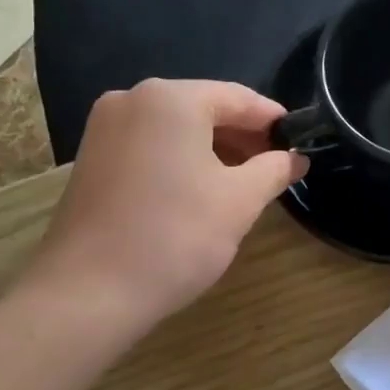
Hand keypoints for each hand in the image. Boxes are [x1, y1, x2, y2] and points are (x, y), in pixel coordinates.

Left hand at [33, 79, 306, 325]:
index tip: (299, 144)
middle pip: (203, 108)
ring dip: (213, 150)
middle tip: (275, 169)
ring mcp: (105, 129)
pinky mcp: (91, 158)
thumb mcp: (239, 202)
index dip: (273, 120)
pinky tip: (198, 192)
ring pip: (175, 129)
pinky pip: (150, 146)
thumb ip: (274, 170)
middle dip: (243, 137)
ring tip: (242, 185)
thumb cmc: (175, 237)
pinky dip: (180, 160)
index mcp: (170, 99)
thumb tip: (296, 159)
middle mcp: (132, 99)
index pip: (238, 97)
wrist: (89, 292)